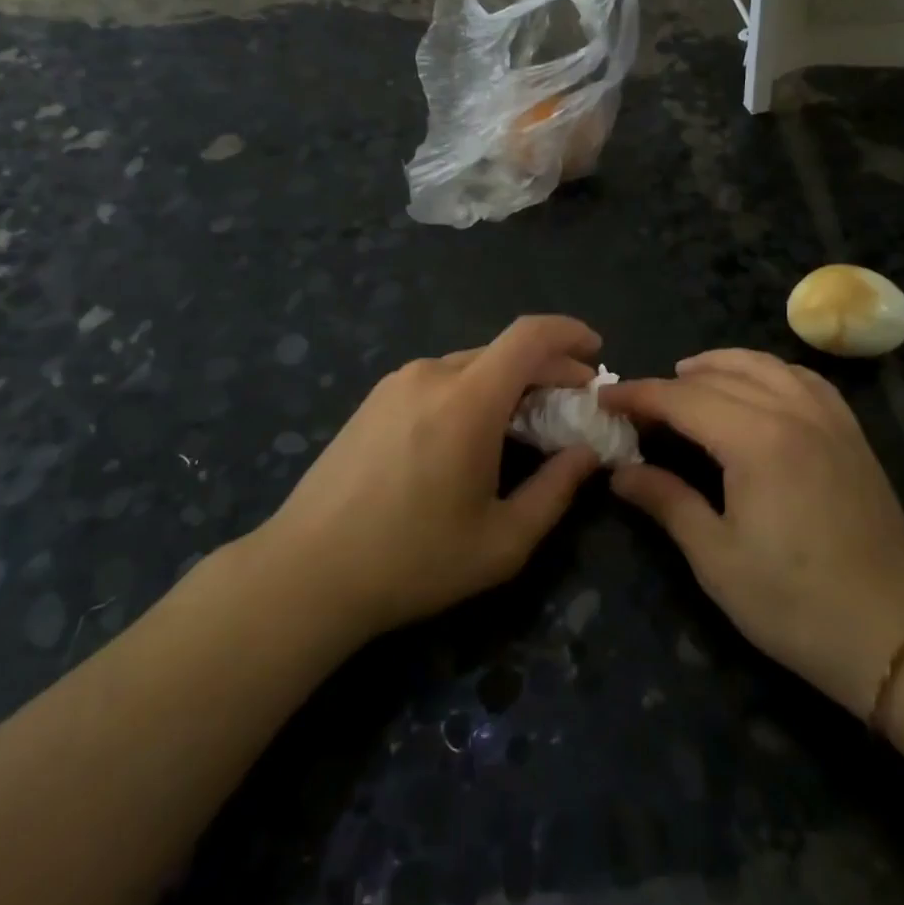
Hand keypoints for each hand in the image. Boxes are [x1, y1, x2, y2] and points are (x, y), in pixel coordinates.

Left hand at [260, 316, 604, 640]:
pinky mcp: (374, 399)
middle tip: (573, 405)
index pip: (529, 336)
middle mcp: (431, 374)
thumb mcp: (501, 541)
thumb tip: (586, 452)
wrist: (307, 571)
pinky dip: (472, 391)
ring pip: (471, 365)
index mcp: (466, 400)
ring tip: (525, 423)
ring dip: (508, 383)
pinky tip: (473, 432)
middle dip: (547, 369)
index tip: (596, 353)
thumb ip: (556, 490)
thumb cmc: (412, 560)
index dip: (569, 333)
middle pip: (503, 351)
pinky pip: (439, 380)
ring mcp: (396, 383)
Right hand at [602, 350, 903, 717]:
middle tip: (637, 403)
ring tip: (688, 376)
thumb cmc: (794, 602)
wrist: (894, 633)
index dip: (638, 395)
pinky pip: (804, 380)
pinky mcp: (851, 433)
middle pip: (719, 378)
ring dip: (719, 364)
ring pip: (765, 366)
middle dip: (670, 384)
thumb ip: (666, 502)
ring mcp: (828, 419)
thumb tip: (619, 472)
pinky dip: (769, 372)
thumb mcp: (716, 558)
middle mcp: (792, 412)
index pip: (682, 399)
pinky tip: (758, 386)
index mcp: (755, 440)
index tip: (604, 399)